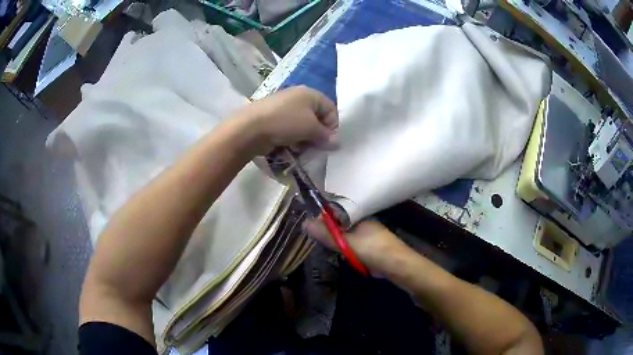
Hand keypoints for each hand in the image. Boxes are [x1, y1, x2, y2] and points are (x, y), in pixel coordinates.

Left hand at [234, 86, 338, 154]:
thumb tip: (337, 143)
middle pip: (317, 118)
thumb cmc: (286, 122)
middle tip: (315, 147)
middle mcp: (298, 97)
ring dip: (305, 139)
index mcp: (310, 93)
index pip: (331, 109)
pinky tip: (288, 147)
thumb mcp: (311, 128)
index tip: (328, 142)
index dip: (333, 126)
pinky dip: (293, 138)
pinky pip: (290, 129)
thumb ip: (326, 136)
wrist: (251, 128)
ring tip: (299, 148)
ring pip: (303, 126)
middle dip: (318, 135)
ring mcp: (284, 107)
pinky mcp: (274, 118)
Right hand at [303, 219, 408, 272]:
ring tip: (334, 252)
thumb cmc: (374, 250)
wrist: (399, 267)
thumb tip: (304, 223)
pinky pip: (355, 248)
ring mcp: (370, 237)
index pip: (337, 214)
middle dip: (332, 235)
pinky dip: (350, 254)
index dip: (324, 220)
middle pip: (341, 227)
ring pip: (348, 239)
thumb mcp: (347, 243)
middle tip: (322, 244)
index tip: (313, 230)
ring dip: (341, 246)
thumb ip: (327, 235)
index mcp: (360, 218)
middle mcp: (365, 225)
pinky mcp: (373, 250)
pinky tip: (348, 259)